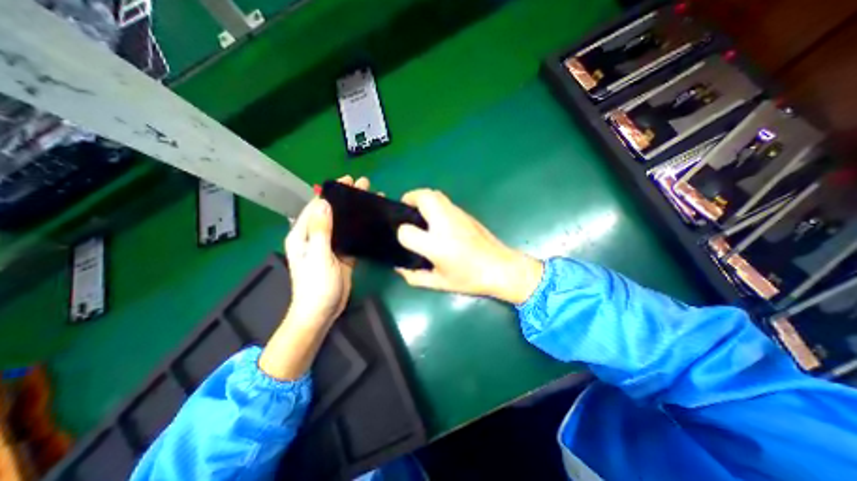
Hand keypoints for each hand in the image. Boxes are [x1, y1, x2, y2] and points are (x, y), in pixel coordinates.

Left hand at [282, 175, 368, 324]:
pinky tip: (371, 221)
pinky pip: (351, 237)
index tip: (348, 181)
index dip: (332, 193)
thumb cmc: (316, 286)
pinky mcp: (342, 254)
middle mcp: (315, 237)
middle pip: (332, 212)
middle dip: (347, 199)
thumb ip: (321, 231)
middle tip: (364, 185)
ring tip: (371, 199)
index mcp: (303, 235)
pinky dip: (360, 228)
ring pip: (343, 224)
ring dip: (355, 212)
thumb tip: (325, 204)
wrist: (322, 312)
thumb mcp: (318, 257)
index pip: (317, 207)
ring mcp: (330, 246)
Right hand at [395, 188, 540, 304]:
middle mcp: (446, 224)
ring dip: (423, 199)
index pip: (407, 231)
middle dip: (411, 198)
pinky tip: (437, 221)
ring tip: (419, 214)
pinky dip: (435, 204)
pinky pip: (445, 202)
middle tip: (406, 211)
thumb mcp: (439, 283)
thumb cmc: (470, 279)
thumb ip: (415, 277)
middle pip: (424, 197)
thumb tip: (400, 268)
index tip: (403, 239)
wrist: (502, 268)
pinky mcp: (466, 214)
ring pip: (436, 194)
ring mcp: (458, 215)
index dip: (400, 234)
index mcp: (437, 245)